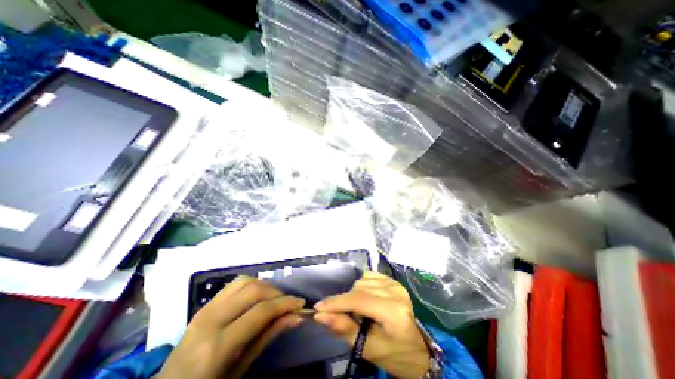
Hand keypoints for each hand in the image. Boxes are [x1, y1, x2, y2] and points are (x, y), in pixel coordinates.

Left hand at [156, 276, 305, 377]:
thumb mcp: (241, 370)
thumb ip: (268, 337)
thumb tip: (296, 317)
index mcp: (217, 346)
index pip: (261, 311)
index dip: (285, 304)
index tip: (301, 303)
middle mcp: (210, 320)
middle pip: (254, 290)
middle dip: (277, 293)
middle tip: (289, 303)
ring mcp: (205, 309)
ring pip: (245, 281)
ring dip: (265, 286)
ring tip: (274, 299)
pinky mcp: (205, 304)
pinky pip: (234, 284)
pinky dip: (251, 284)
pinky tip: (257, 296)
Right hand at [314, 272, 428, 378]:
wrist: (417, 351)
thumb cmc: (393, 355)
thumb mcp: (367, 348)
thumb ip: (343, 329)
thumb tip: (320, 315)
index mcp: (393, 311)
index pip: (359, 300)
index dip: (337, 302)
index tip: (318, 308)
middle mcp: (395, 292)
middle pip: (359, 289)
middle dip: (345, 302)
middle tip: (344, 318)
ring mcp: (395, 284)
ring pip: (362, 281)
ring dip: (354, 294)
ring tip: (359, 311)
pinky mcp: (393, 281)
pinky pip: (369, 276)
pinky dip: (362, 286)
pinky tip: (366, 298)